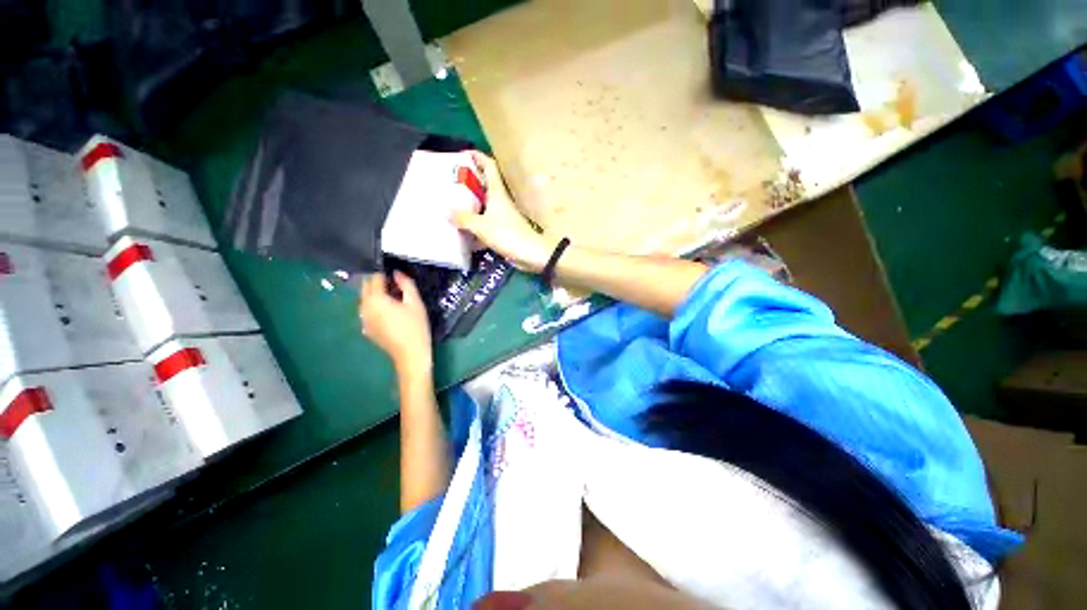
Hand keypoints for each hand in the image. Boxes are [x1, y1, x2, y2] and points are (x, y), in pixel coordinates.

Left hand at [359, 272, 431, 376]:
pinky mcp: (366, 329)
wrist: (411, 354)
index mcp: (375, 299)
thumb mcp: (415, 302)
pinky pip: (368, 312)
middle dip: (379, 284)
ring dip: (377, 296)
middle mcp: (364, 308)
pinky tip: (391, 315)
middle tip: (397, 289)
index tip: (398, 279)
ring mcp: (363, 320)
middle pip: (366, 288)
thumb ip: (406, 284)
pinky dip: (376, 308)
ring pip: (366, 300)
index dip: (386, 275)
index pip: (374, 278)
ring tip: (395, 302)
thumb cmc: (416, 326)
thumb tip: (397, 273)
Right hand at [453, 152, 553, 272]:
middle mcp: (501, 200)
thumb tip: (448, 213)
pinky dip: (477, 221)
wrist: (531, 253)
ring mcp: (504, 215)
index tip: (463, 154)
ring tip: (454, 203)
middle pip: (485, 183)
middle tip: (451, 181)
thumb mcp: (481, 226)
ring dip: (472, 202)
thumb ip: (464, 218)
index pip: (489, 166)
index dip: (477, 157)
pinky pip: (487, 220)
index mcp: (497, 192)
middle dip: (470, 180)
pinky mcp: (505, 228)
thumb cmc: (507, 234)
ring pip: (485, 203)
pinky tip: (465, 228)